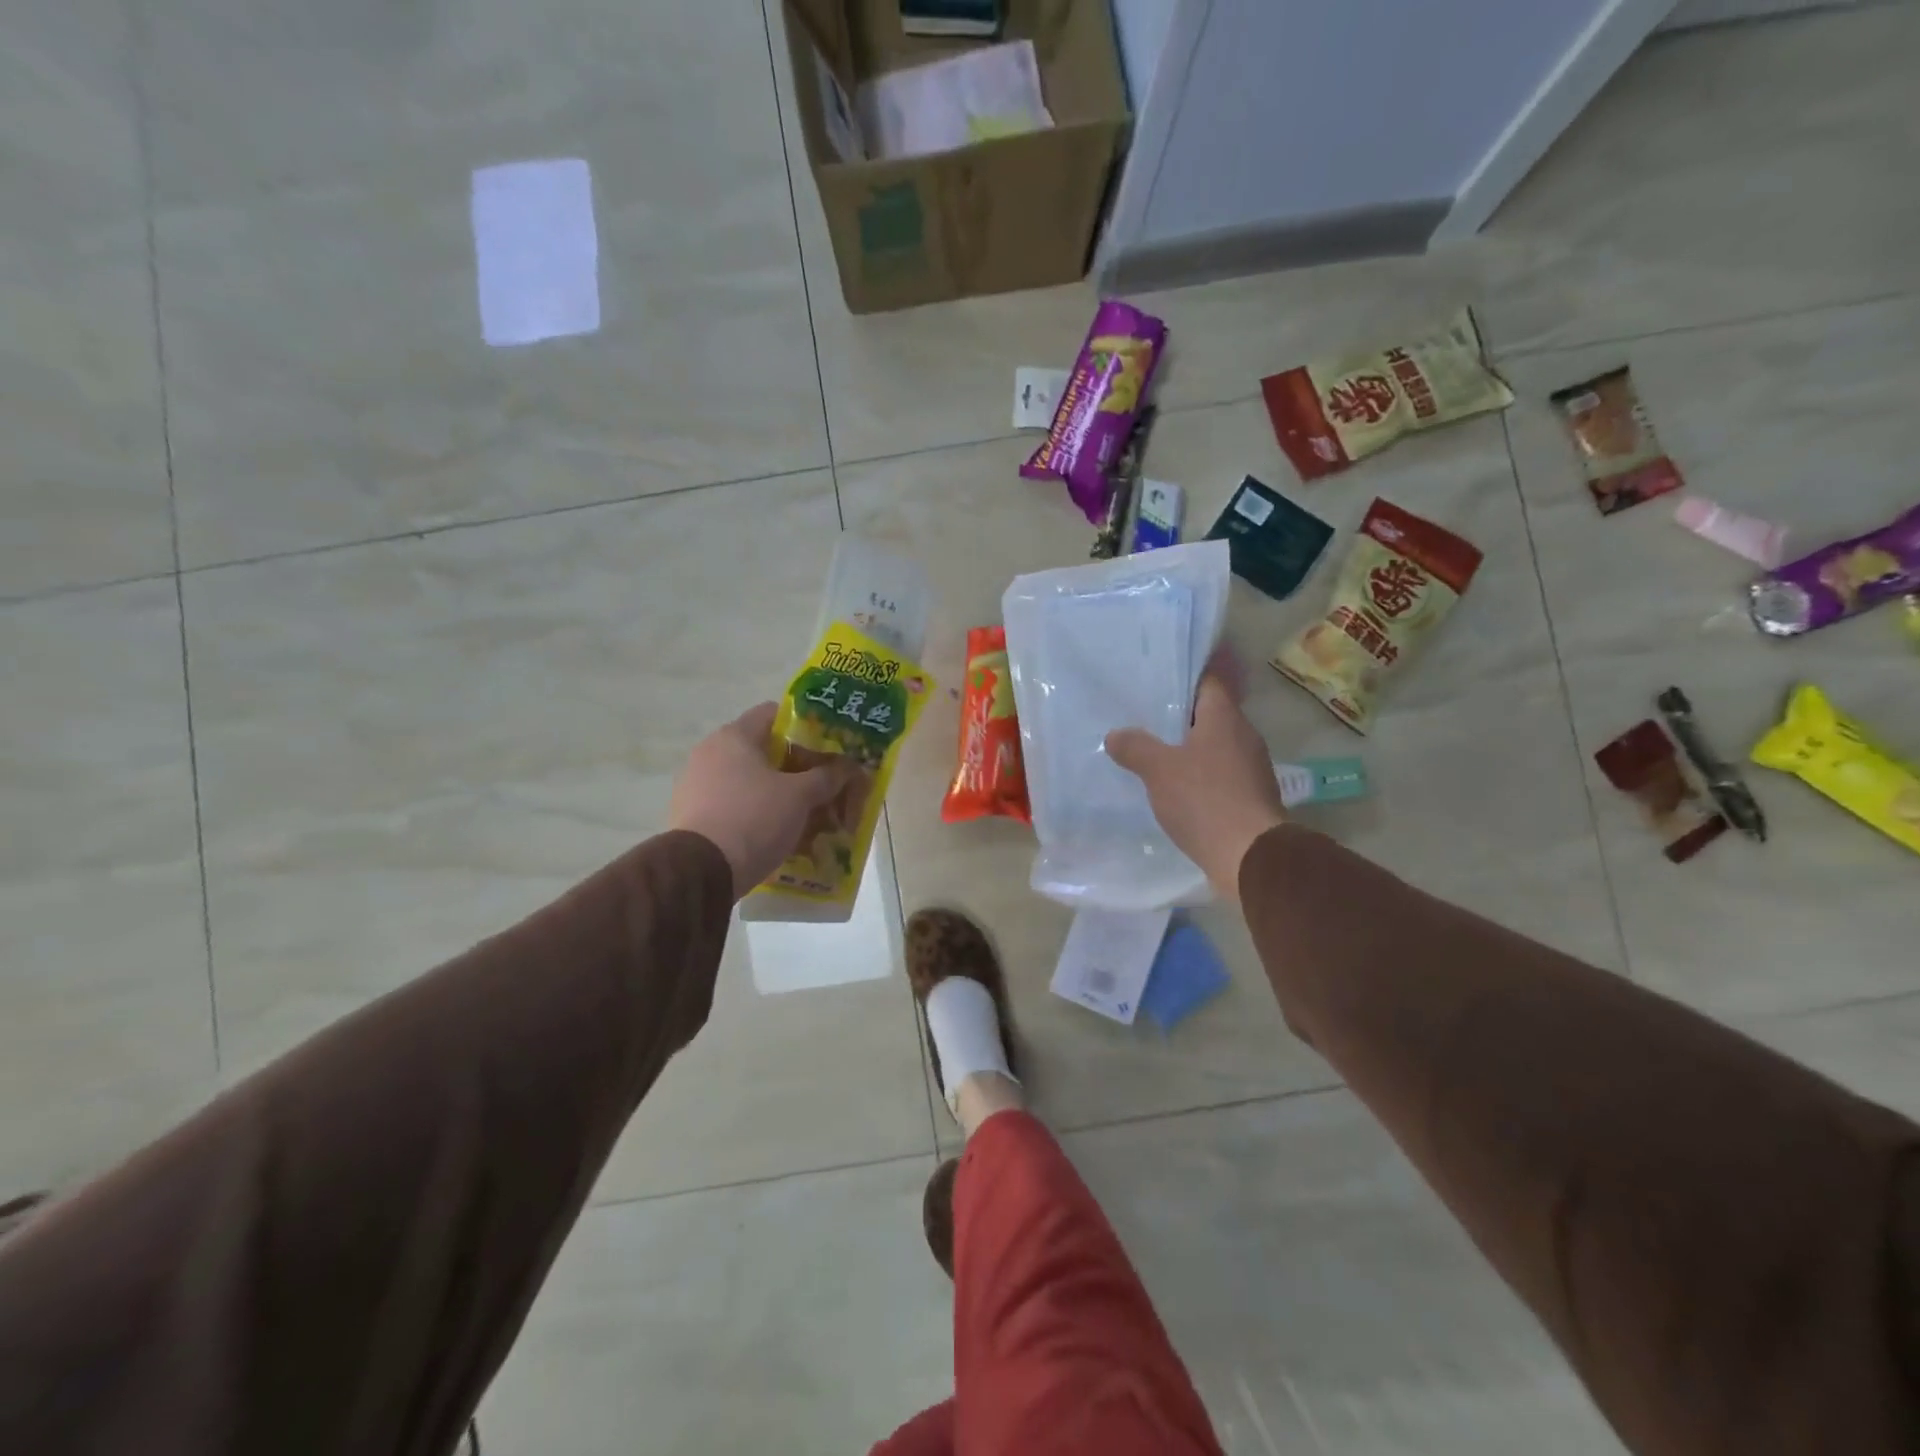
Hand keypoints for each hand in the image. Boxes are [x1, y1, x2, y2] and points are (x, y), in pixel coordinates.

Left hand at [668, 703, 858, 898]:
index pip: (774, 713)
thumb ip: (826, 777)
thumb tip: (847, 767)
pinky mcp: (692, 813)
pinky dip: (755, 812)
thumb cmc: (754, 818)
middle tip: (821, 783)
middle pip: (762, 750)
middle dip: (794, 766)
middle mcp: (710, 752)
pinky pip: (733, 804)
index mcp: (734, 736)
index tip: (827, 746)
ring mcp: (696, 783)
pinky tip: (775, 831)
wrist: (701, 871)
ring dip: (775, 792)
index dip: (805, 726)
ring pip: (748, 780)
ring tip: (802, 812)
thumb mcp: (800, 796)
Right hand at [1105, 666, 1285, 902]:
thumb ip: (1135, 747)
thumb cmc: (1204, 799)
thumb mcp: (1159, 769)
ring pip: (1215, 747)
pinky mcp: (1250, 797)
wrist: (1250, 856)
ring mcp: (1251, 768)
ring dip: (1189, 749)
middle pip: (1211, 715)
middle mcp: (1244, 736)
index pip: (1209, 682)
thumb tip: (1115, 735)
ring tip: (1155, 751)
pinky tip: (1175, 787)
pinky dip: (1199, 776)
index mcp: (1225, 718)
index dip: (1184, 677)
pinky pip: (1220, 775)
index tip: (1158, 678)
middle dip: (1181, 716)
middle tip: (1146, 716)